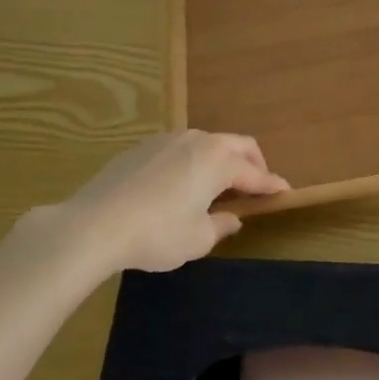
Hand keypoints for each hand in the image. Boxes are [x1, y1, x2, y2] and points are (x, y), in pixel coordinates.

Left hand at [35, 130, 289, 277]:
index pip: (255, 173)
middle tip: (256, 185)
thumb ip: (221, 225)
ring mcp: (169, 140)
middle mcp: (199, 141)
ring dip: (221, 160)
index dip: (272, 185)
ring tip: (217, 185)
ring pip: (208, 143)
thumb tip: (232, 217)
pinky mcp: (143, 147)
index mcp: (219, 161)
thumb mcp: (196, 239)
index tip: (285, 192)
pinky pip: (180, 149)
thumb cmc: (155, 234)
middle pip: (238, 145)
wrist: (93, 225)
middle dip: (253, 164)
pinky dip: (193, 162)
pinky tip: (180, 185)